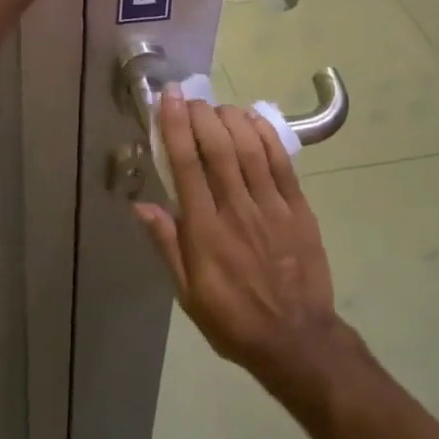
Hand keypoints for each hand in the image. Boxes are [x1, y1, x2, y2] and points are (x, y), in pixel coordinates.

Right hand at [134, 91, 353, 398]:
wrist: (297, 340)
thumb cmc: (234, 320)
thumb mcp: (189, 294)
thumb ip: (167, 245)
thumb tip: (140, 206)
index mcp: (206, 232)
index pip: (187, 166)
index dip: (175, 126)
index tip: (168, 99)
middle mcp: (237, 210)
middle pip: (218, 148)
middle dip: (201, 115)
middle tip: (191, 98)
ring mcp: (271, 206)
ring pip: (250, 148)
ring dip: (231, 119)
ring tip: (218, 107)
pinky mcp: (298, 208)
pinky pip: (281, 162)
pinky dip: (266, 135)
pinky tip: (253, 119)